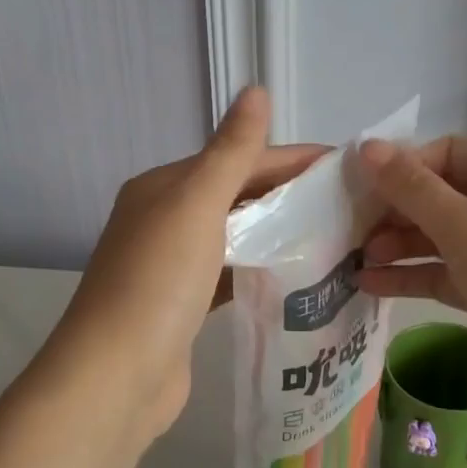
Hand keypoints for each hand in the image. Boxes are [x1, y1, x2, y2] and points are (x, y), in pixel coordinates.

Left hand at [50, 87, 323, 448]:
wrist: (115, 377)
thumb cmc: (158, 282)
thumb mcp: (197, 205)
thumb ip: (232, 151)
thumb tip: (256, 89)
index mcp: (164, 187)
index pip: (239, 159)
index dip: (293, 159)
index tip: (348, 166)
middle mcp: (164, 219)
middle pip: (238, 195)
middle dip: (290, 195)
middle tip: (351, 204)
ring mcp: (172, 265)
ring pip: (235, 235)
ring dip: (278, 232)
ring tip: (335, 235)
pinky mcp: (184, 305)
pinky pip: (231, 273)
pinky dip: (260, 268)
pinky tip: (297, 274)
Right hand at [356, 136, 466, 431]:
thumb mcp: (462, 225)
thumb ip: (411, 187)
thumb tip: (365, 146)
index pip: (448, 152)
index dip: (405, 163)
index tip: (362, 184)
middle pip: (439, 195)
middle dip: (395, 209)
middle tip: (350, 225)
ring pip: (437, 238)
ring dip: (396, 244)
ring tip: (354, 258)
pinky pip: (441, 274)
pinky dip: (409, 276)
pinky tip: (368, 284)